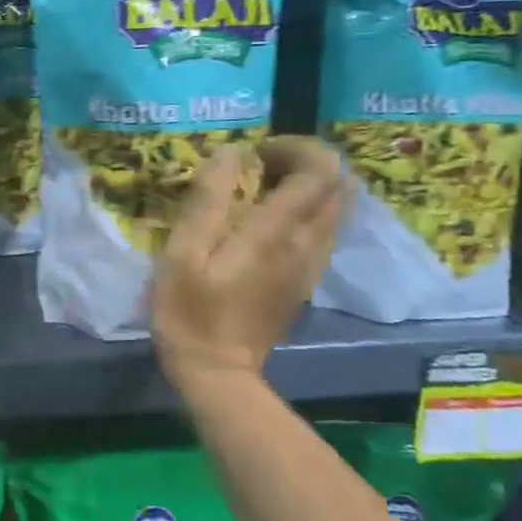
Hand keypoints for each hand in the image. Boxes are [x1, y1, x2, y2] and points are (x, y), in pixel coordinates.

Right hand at [152, 136, 347, 388]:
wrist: (217, 373)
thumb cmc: (189, 312)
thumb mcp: (183, 253)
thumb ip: (208, 199)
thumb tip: (232, 153)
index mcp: (277, 233)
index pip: (319, 170)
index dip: (295, 147)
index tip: (254, 152)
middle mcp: (307, 244)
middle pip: (338, 184)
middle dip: (306, 161)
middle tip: (259, 166)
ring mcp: (312, 265)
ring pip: (337, 207)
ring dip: (309, 186)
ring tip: (262, 190)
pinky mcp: (306, 281)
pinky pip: (325, 230)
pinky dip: (308, 211)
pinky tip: (268, 221)